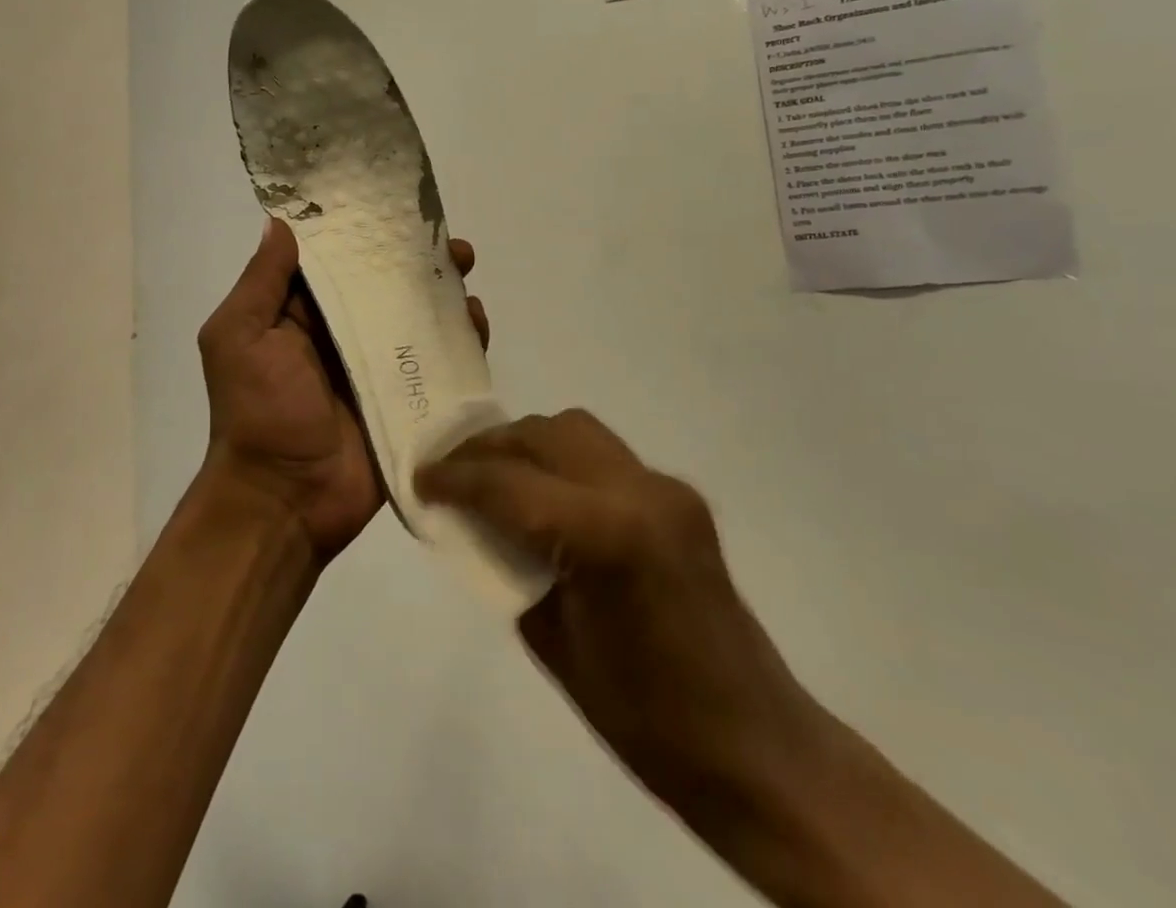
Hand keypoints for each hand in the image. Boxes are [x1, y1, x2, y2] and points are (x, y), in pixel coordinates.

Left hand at [199, 218, 488, 562]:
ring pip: (416, 319)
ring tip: (465, 273)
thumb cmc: (257, 411)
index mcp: (299, 315)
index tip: (394, 205)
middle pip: (385, 286)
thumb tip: (280, 222)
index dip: (362, 233)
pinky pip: (437, 363)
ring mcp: (377, 367)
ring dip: (443, 294)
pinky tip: (477, 323)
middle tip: (449, 244)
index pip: (336, 262)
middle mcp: (341, 334)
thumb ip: (261, 283)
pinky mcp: (406, 399)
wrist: (283, 500)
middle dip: (416, 260)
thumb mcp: (239, 337)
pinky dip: (460, 342)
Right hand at [415, 410, 814, 808]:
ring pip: (573, 430)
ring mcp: (665, 487)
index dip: (456, 477)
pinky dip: (559, 461)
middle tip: (449, 472)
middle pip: (542, 435)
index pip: (510, 483)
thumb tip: (477, 523)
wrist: (755, 746)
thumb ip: (511, 565)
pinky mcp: (678, 495)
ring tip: (492, 475)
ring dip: (524, 443)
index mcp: (608, 535)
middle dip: (487, 447)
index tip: (420, 477)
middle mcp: (639, 491)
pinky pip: (601, 455)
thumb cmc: (646, 719)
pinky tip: (543, 495)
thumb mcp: (554, 643)